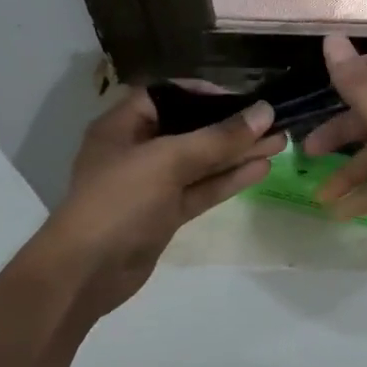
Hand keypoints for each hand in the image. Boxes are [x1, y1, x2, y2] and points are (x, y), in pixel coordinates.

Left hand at [41, 87, 283, 320]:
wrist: (85, 273)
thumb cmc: (118, 202)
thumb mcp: (167, 161)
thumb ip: (217, 138)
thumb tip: (264, 112)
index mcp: (122, 126)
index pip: (166, 96)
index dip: (203, 93)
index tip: (241, 98)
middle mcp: (136, 150)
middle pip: (189, 129)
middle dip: (230, 126)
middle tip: (273, 122)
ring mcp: (151, 185)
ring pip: (200, 162)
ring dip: (237, 153)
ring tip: (280, 142)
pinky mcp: (165, 214)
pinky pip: (200, 189)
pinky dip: (227, 180)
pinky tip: (261, 169)